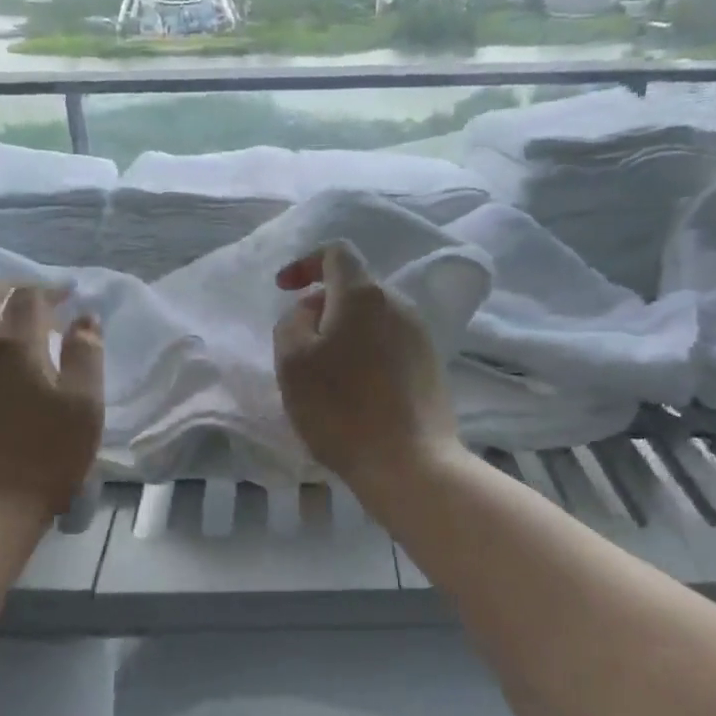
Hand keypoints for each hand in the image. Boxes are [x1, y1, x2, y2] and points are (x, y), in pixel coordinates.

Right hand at [273, 241, 460, 492]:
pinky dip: (366, 353)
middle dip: (323, 307)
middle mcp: (399, 304)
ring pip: (372, 318)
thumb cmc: (341, 408)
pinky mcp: (431, 365)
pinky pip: (389, 343)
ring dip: (345, 333)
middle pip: (355, 288)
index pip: (336, 252)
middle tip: (300, 346)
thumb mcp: (292, 361)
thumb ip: (293, 321)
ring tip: (326, 374)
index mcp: (364, 295)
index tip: (284, 290)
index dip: (305, 263)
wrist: (408, 462)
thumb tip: (312, 310)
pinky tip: (356, 391)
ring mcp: (420, 335)